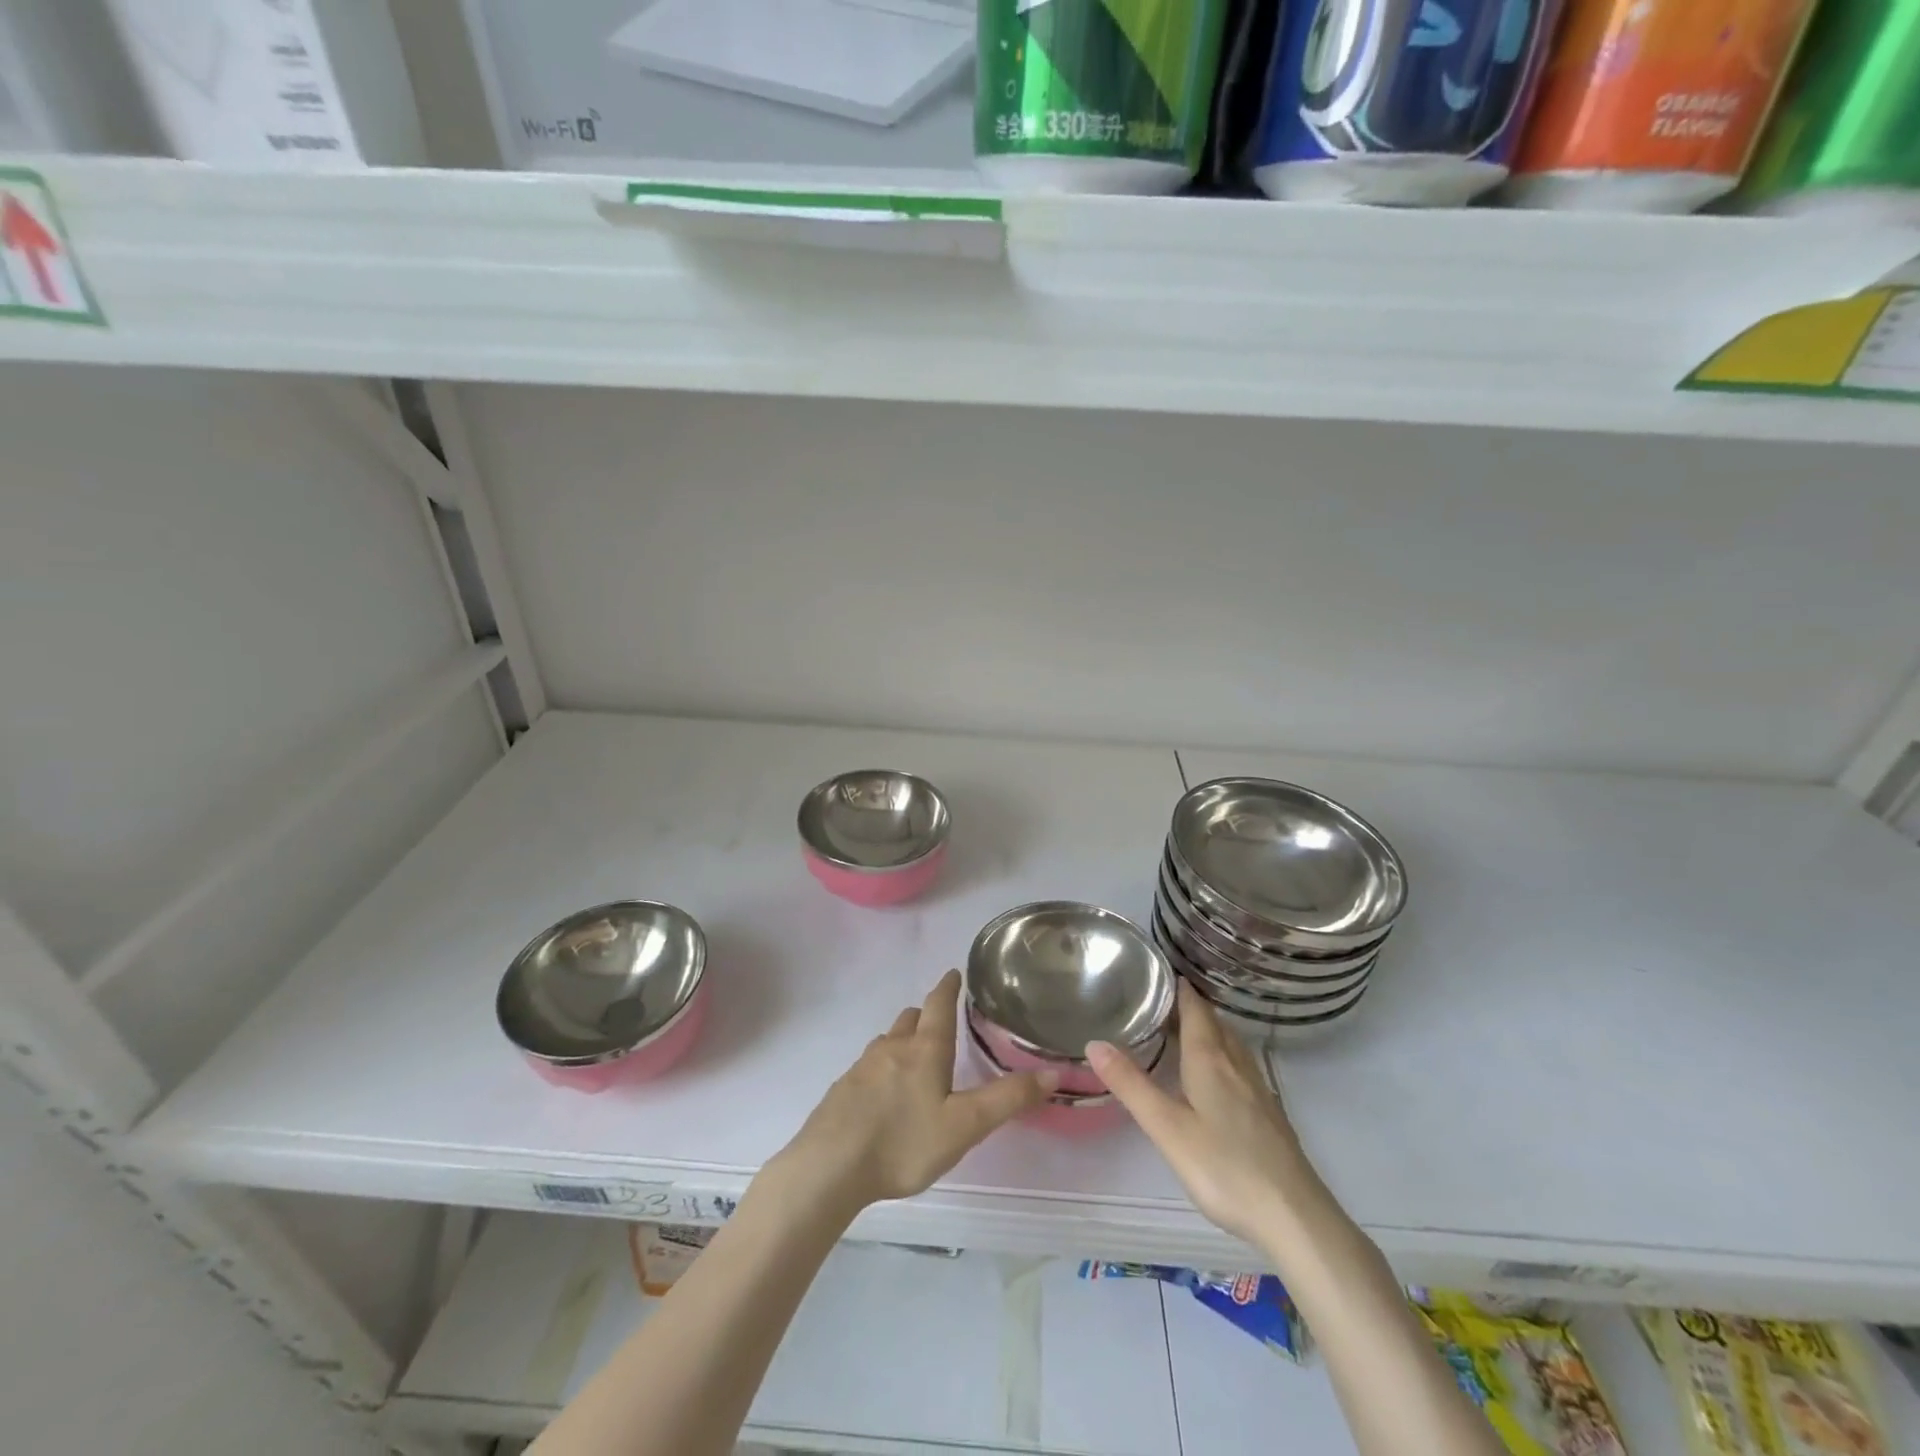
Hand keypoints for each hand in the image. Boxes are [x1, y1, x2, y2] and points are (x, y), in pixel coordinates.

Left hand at [773, 970, 1057, 1214]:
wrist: (829, 1167)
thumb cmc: (903, 1142)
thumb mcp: (965, 1126)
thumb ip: (1008, 1099)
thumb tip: (1053, 1072)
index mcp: (924, 1050)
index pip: (938, 1005)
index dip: (947, 987)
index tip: (953, 972)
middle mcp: (892, 1048)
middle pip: (910, 1019)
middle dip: (926, 1014)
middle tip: (941, 1022)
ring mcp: (862, 1067)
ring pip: (888, 1041)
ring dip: (904, 1040)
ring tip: (916, 1058)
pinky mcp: (842, 1089)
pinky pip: (869, 1066)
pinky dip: (883, 1067)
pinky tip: (885, 1095)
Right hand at [1087, 981, 1323, 1250]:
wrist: (1295, 1217)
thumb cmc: (1225, 1168)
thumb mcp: (1167, 1128)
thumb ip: (1131, 1085)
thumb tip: (1094, 1042)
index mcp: (1210, 1060)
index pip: (1195, 1010)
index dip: (1179, 989)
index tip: (1159, 972)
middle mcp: (1236, 1065)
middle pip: (1214, 1023)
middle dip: (1190, 1007)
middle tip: (1161, 1000)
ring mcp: (1257, 1089)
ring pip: (1230, 1044)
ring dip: (1208, 1029)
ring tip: (1183, 1029)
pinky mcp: (1269, 1114)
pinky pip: (1240, 1066)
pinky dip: (1222, 1054)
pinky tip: (1215, 1076)